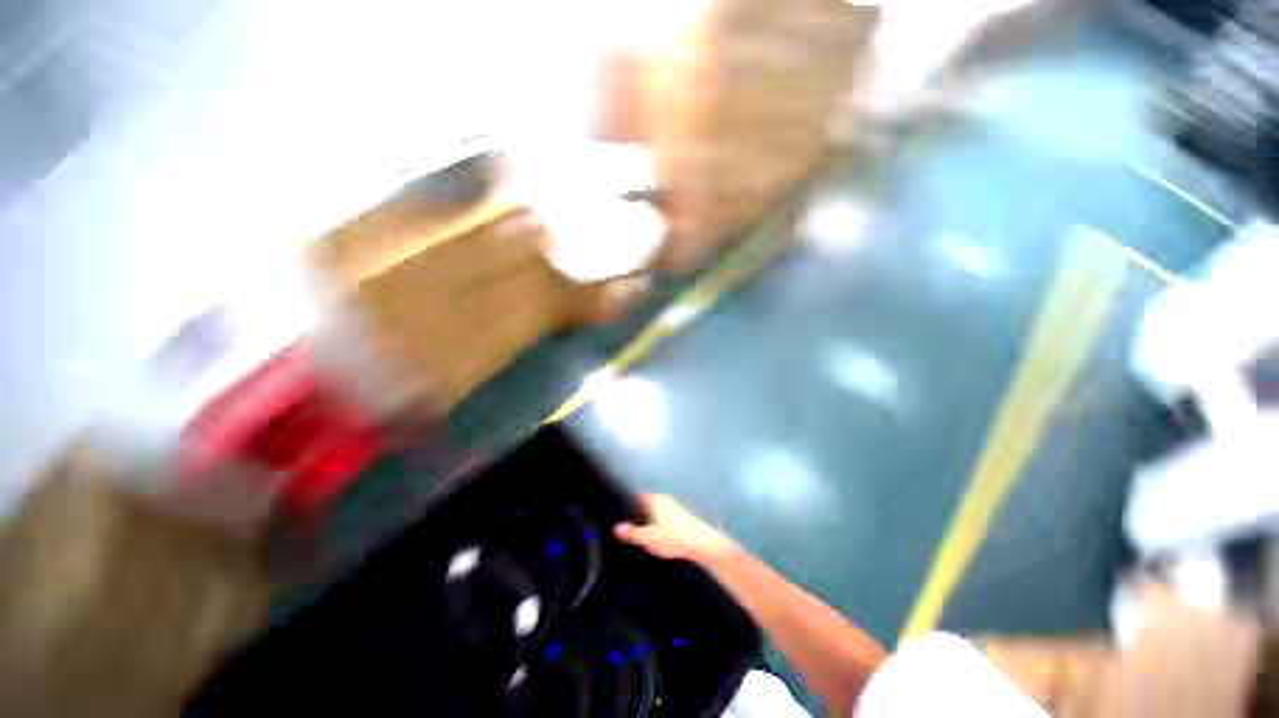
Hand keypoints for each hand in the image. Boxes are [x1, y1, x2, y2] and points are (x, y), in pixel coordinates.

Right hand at [613, 494, 732, 563]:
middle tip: (628, 521)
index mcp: (654, 500)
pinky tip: (657, 533)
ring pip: (656, 508)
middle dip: (638, 509)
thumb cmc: (672, 538)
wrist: (702, 543)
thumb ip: (632, 533)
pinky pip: (664, 514)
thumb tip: (615, 528)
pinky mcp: (682, 515)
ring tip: (641, 529)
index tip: (620, 510)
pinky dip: (658, 521)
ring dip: (649, 516)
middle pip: (647, 501)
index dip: (629, 501)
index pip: (638, 495)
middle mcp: (664, 498)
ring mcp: (674, 505)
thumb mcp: (648, 538)